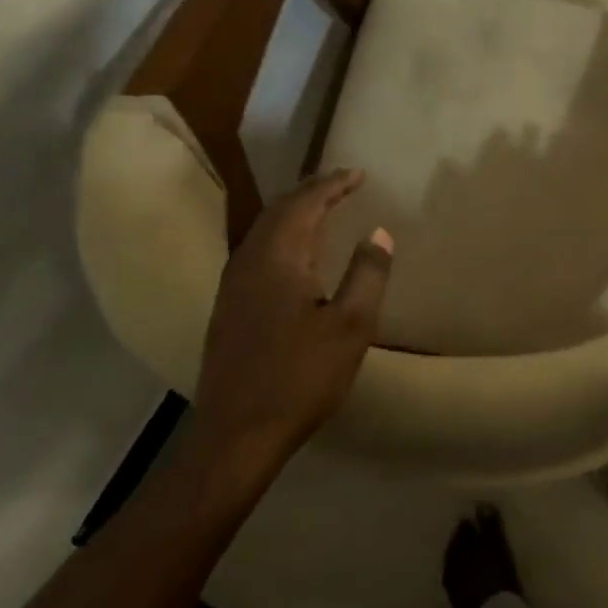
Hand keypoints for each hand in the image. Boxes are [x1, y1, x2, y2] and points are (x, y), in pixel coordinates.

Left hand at [191, 168, 391, 480]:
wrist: (237, 433)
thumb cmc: (301, 377)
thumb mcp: (351, 326)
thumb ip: (367, 274)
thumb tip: (379, 233)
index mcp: (279, 258)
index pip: (306, 203)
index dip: (333, 184)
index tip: (359, 173)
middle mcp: (249, 260)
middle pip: (280, 209)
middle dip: (313, 191)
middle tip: (343, 183)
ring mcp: (233, 284)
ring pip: (264, 228)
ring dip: (295, 211)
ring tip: (323, 207)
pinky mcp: (228, 306)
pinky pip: (257, 249)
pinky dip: (281, 234)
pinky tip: (294, 251)